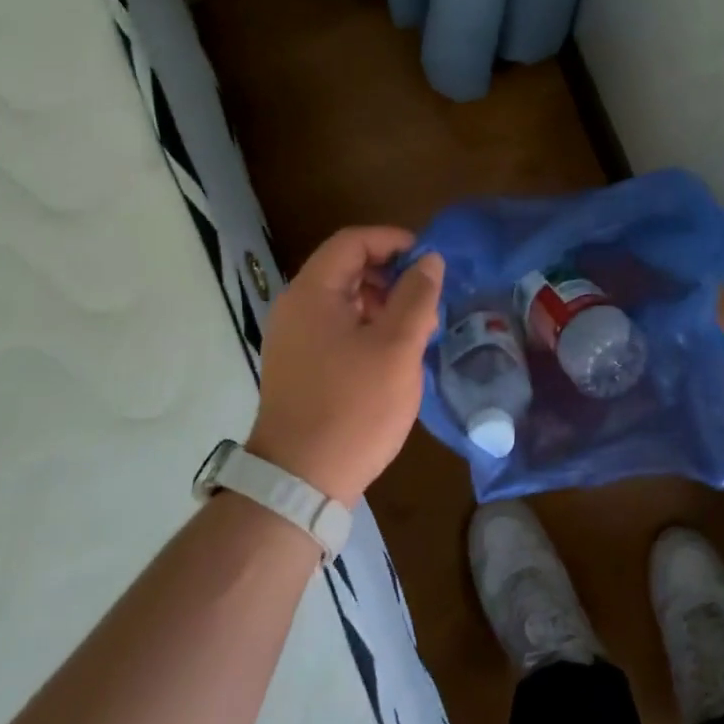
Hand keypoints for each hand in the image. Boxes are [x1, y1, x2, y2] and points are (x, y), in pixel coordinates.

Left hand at [247, 227, 443, 504]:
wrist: (300, 482)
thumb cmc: (353, 407)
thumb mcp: (397, 347)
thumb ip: (416, 296)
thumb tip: (430, 260)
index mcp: (312, 293)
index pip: (353, 241)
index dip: (393, 241)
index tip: (429, 260)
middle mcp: (295, 308)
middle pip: (347, 268)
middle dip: (392, 276)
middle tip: (428, 300)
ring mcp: (293, 339)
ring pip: (344, 301)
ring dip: (383, 304)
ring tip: (418, 331)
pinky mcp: (299, 366)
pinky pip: (336, 328)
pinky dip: (367, 328)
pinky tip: (394, 356)